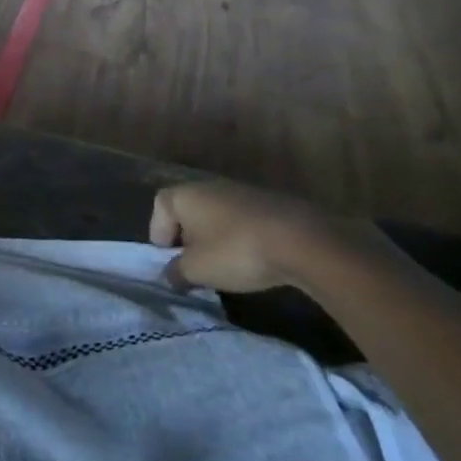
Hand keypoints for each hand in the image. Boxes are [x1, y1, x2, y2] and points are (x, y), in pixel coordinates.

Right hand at [149, 179, 338, 293]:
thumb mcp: (197, 270)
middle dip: (186, 237)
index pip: (159, 206)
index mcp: (185, 195)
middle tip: (192, 265)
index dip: (158, 232)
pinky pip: (242, 220)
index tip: (168, 258)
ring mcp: (243, 192)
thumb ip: (176, 272)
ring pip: (217, 215)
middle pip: (188, 210)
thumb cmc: (235, 252)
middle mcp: (210, 186)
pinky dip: (239, 238)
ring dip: (214, 238)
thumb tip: (171, 274)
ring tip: (223, 266)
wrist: (302, 242)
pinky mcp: (270, 203)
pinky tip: (251, 260)